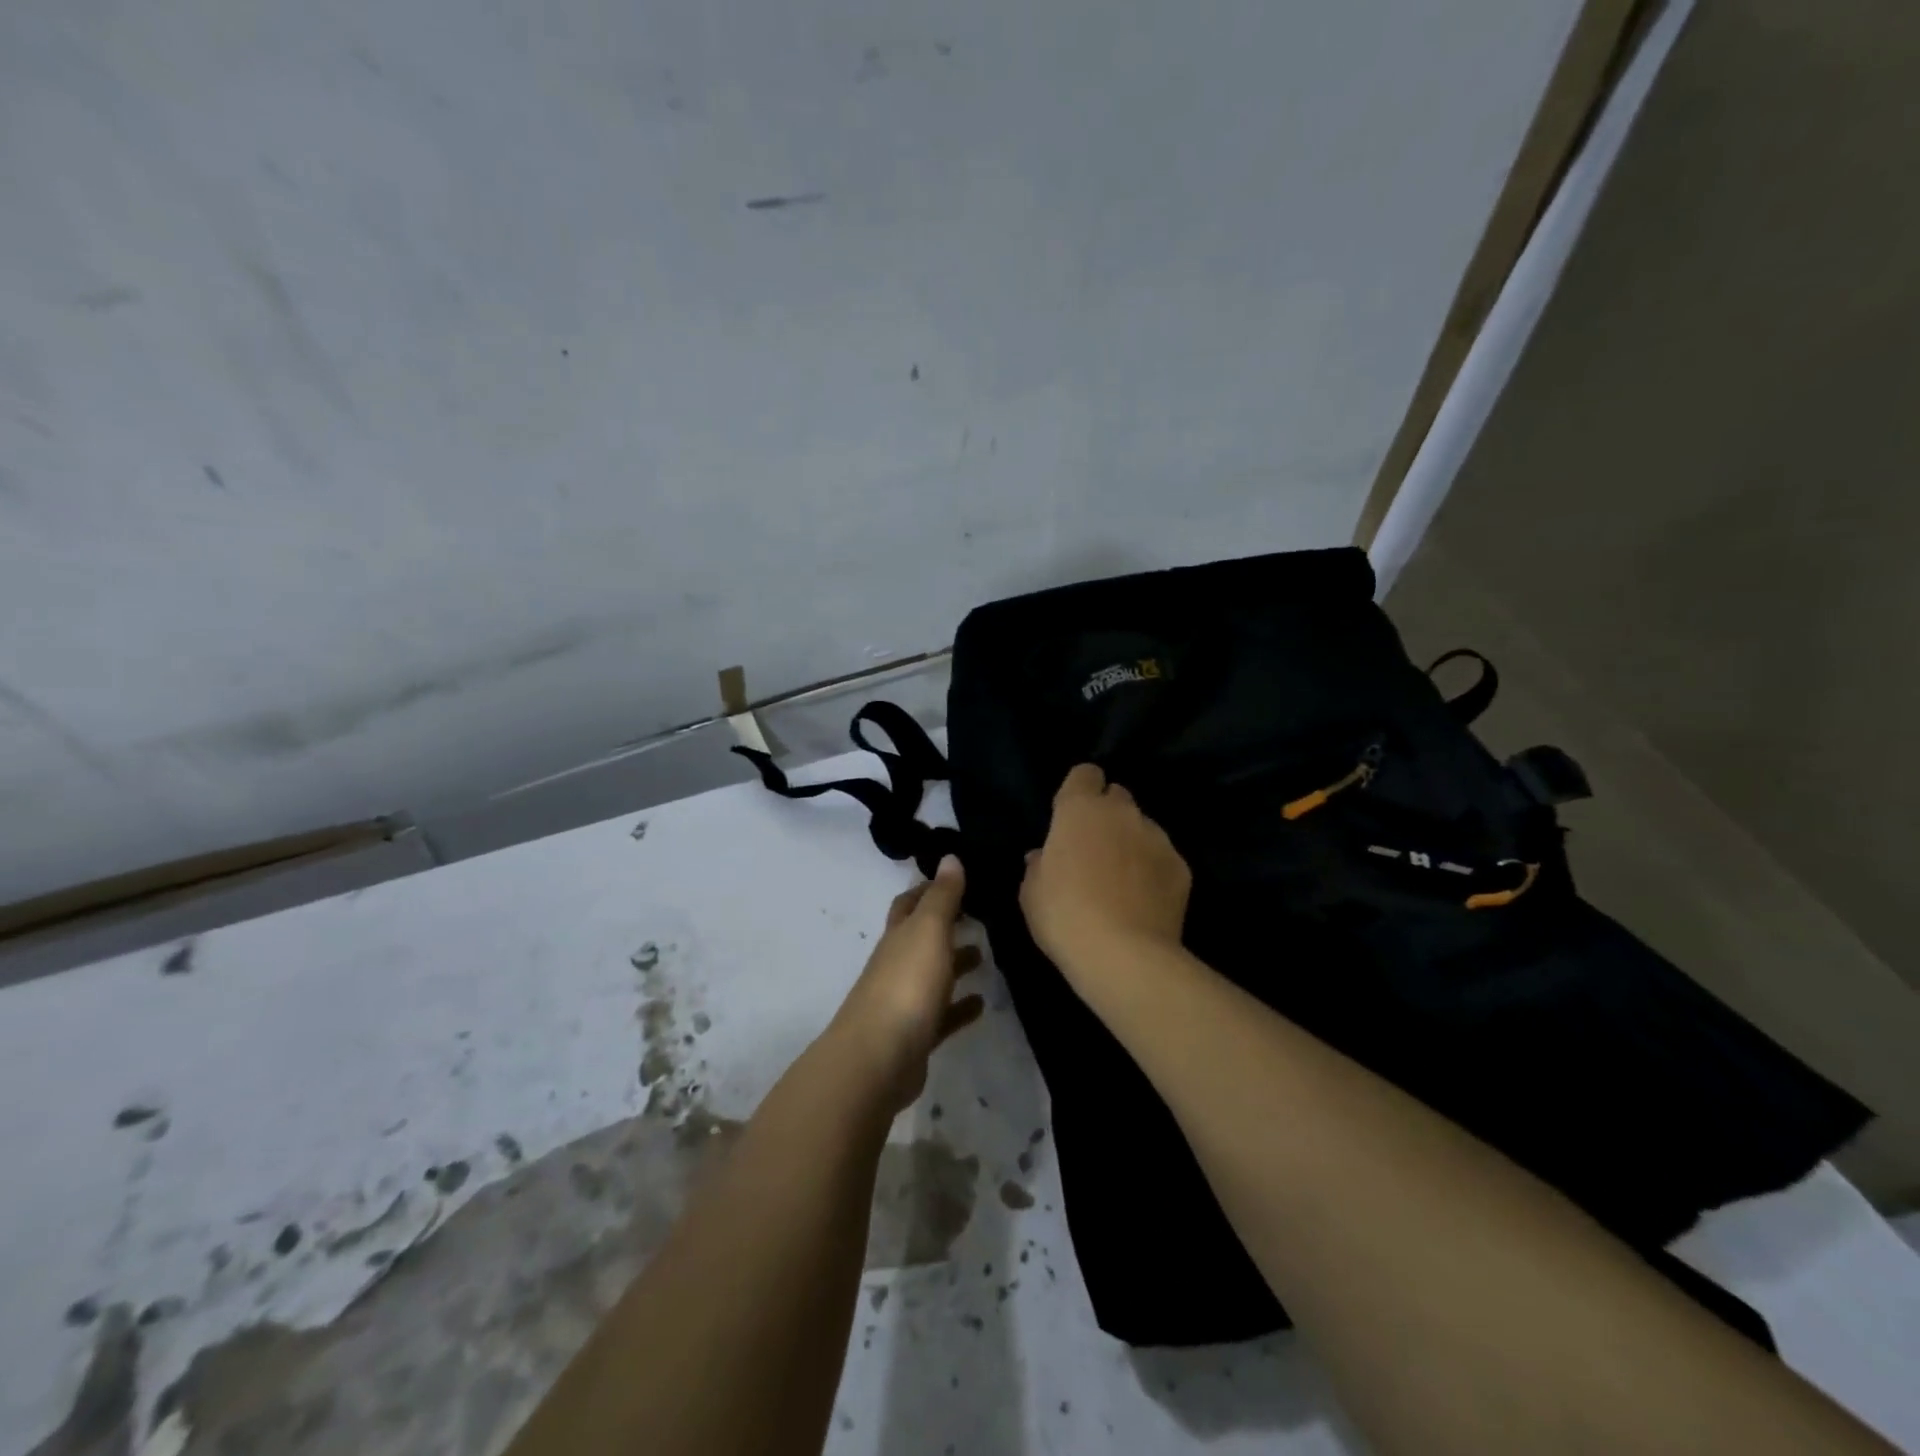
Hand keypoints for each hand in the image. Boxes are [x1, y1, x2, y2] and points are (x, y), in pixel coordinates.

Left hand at [827, 856, 984, 1112]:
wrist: (878, 1059)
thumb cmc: (906, 985)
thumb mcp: (928, 931)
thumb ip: (942, 896)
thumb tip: (949, 857)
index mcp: (899, 935)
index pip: (911, 903)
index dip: (930, 888)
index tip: (959, 878)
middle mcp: (898, 963)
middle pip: (921, 937)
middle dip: (945, 924)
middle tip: (980, 914)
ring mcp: (904, 1001)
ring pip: (933, 975)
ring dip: (955, 963)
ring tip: (985, 955)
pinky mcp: (916, 1036)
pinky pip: (942, 1015)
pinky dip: (960, 1006)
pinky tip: (981, 1003)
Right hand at [1020, 763, 1191, 984]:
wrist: (1124, 955)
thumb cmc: (1065, 916)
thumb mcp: (1032, 892)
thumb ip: (1038, 865)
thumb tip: (1042, 856)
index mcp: (1080, 809)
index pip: (1085, 773)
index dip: (1079, 790)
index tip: (1070, 816)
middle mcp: (1122, 812)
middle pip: (1117, 796)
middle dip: (1107, 814)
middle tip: (1094, 848)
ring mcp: (1157, 837)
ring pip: (1143, 827)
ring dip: (1131, 841)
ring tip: (1122, 879)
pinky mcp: (1181, 866)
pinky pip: (1162, 857)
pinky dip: (1153, 870)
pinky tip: (1144, 899)